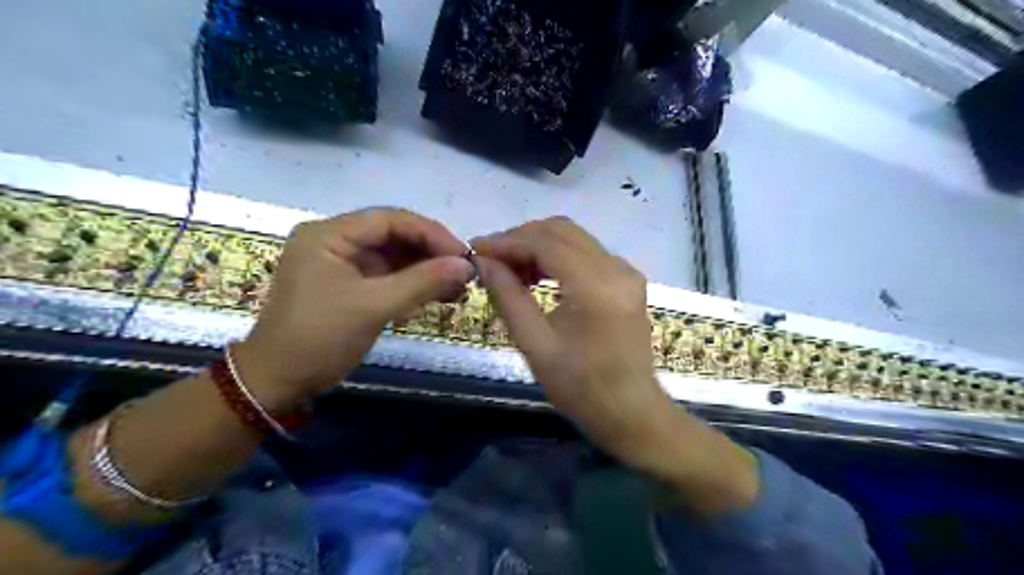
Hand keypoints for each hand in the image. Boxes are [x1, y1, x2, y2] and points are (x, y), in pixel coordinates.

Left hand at [234, 209, 471, 405]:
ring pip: (395, 257)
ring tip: (459, 287)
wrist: (280, 381)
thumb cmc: (319, 337)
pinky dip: (414, 285)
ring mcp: (344, 263)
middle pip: (394, 236)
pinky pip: (389, 276)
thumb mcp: (373, 306)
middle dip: (431, 253)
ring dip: (426, 270)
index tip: (462, 254)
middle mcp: (336, 241)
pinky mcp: (352, 285)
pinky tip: (440, 296)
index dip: (430, 233)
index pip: (389, 220)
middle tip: (464, 272)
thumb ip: (421, 282)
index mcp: (329, 235)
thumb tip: (466, 266)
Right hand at [477, 217, 754, 514]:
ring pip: (574, 238)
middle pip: (561, 231)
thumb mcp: (535, 345)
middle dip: (521, 239)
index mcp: (595, 286)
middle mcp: (616, 268)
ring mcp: (626, 272)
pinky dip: (558, 256)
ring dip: (539, 245)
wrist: (632, 413)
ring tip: (510, 269)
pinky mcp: (628, 280)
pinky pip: (587, 253)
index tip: (475, 249)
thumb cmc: (581, 388)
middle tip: (491, 259)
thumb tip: (483, 262)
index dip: (506, 241)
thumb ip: (508, 296)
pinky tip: (538, 275)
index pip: (545, 243)